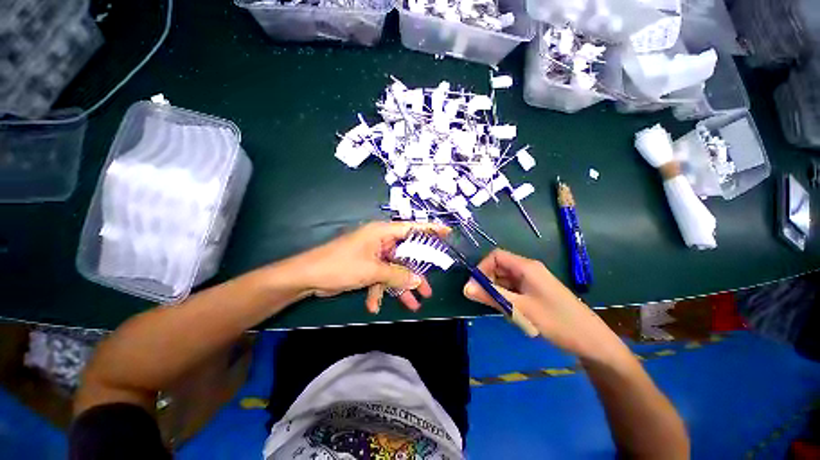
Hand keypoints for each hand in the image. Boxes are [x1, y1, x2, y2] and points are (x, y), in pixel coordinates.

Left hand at [297, 221, 450, 312]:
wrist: (308, 277)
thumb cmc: (341, 265)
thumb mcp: (373, 270)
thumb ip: (397, 275)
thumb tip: (417, 280)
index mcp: (383, 233)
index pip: (412, 228)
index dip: (430, 231)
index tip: (447, 234)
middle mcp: (380, 241)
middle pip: (405, 255)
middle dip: (415, 274)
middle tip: (428, 289)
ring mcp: (373, 254)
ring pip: (394, 270)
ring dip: (399, 288)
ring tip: (413, 305)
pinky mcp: (366, 266)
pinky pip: (379, 277)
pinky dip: (379, 291)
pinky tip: (373, 306)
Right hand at [463, 249, 625, 361]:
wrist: (592, 341)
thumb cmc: (556, 321)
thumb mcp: (520, 309)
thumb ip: (491, 296)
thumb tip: (465, 288)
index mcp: (526, 267)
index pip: (495, 256)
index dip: (482, 268)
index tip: (475, 286)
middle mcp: (528, 269)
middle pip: (499, 267)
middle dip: (488, 282)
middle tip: (485, 301)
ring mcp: (533, 281)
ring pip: (505, 279)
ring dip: (497, 291)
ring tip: (501, 309)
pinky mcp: (536, 292)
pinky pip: (514, 289)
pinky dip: (507, 298)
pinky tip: (512, 313)